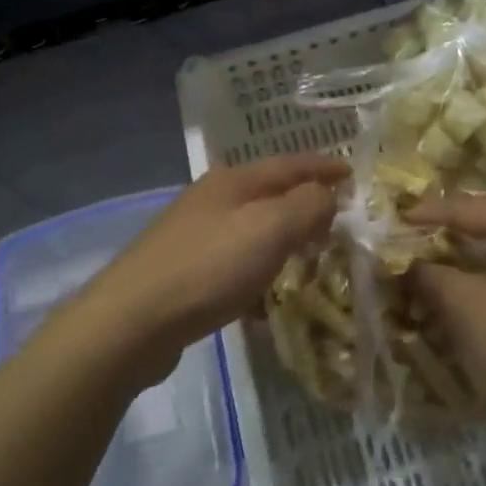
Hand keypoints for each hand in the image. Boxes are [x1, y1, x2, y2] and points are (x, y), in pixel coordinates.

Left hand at [72, 155, 347, 385]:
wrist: (132, 321)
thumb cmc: (209, 266)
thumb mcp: (270, 228)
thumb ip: (307, 205)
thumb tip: (328, 194)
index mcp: (233, 181)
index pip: (290, 164)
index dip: (324, 167)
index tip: (353, 173)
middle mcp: (213, 200)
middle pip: (270, 195)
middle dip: (305, 205)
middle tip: (337, 220)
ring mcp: (195, 236)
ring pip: (253, 231)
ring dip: (282, 242)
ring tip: (309, 259)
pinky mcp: (185, 273)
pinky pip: (235, 265)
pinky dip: (258, 275)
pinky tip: (267, 301)